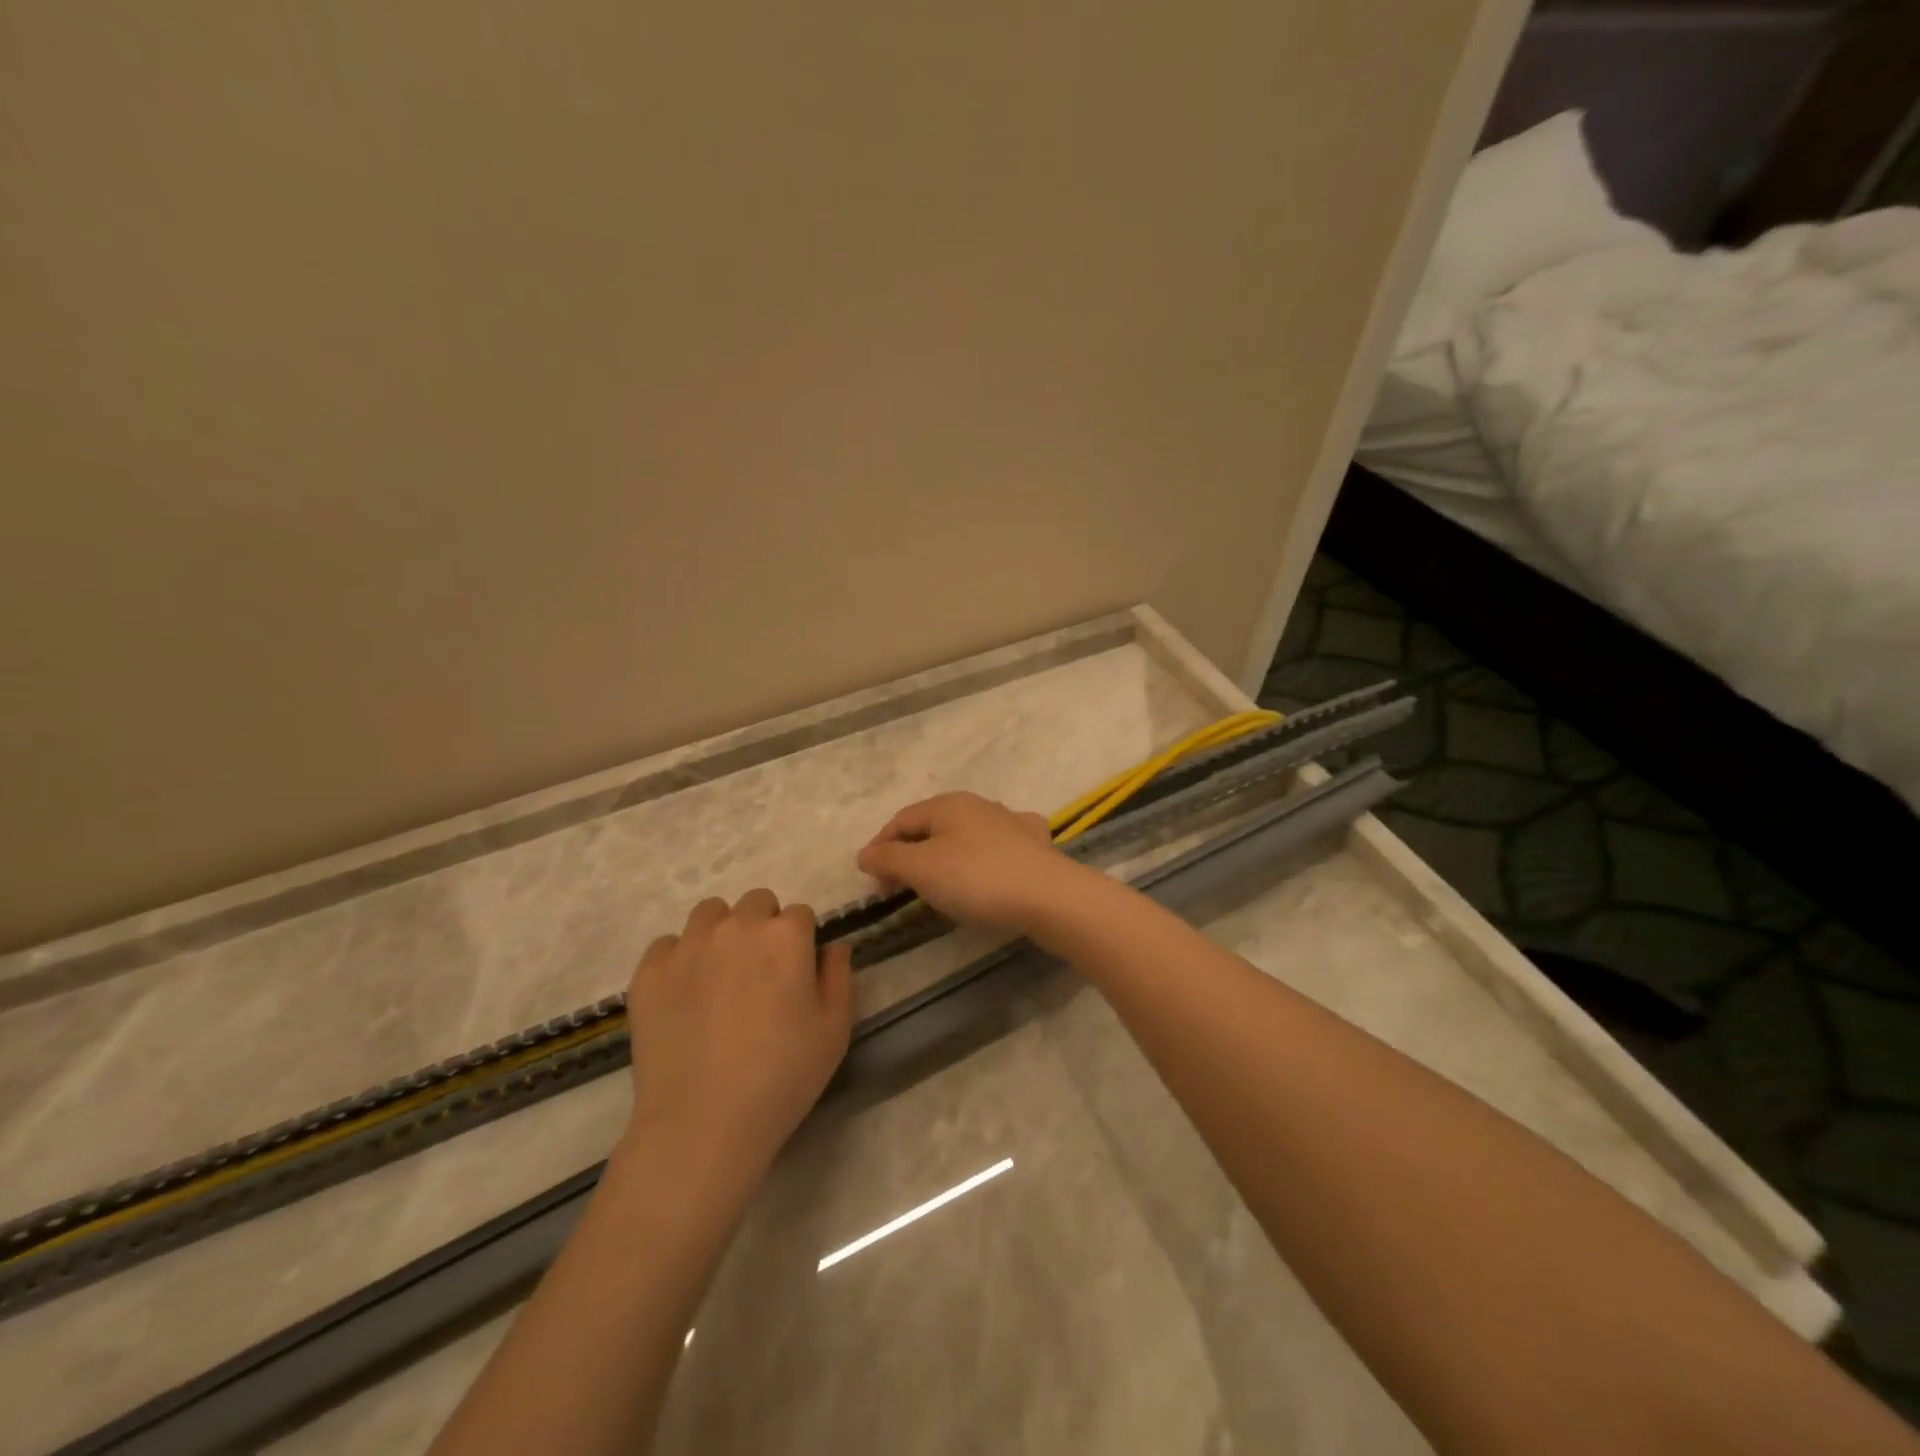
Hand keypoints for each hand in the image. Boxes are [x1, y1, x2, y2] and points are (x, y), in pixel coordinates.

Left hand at [622, 890, 851, 1183]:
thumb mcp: (835, 1030)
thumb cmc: (782, 1077)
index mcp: (785, 936)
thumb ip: (838, 976)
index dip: (801, 941)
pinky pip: (667, 944)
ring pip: (710, 913)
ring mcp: (688, 946)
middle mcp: (737, 927)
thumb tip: (832, 946)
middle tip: (761, 972)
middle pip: (756, 902)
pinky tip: (685, 994)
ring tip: (721, 975)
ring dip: (722, 931)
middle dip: (763, 926)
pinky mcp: (649, 972)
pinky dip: (679, 958)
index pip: (800, 913)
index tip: (797, 972)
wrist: (702, 1124)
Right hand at [856, 792, 1079, 934]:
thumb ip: (889, 859)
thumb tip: (864, 854)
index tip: (870, 879)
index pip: (902, 820)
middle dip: (910, 853)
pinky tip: (986, 870)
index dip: (880, 847)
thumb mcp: (922, 869)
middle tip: (897, 886)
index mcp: (948, 804)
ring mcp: (1011, 822)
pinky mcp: (1035, 845)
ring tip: (937, 884)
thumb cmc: (977, 879)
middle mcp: (979, 805)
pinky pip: (997, 847)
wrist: (1049, 896)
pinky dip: (981, 859)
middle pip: (932, 827)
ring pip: (965, 835)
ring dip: (944, 856)